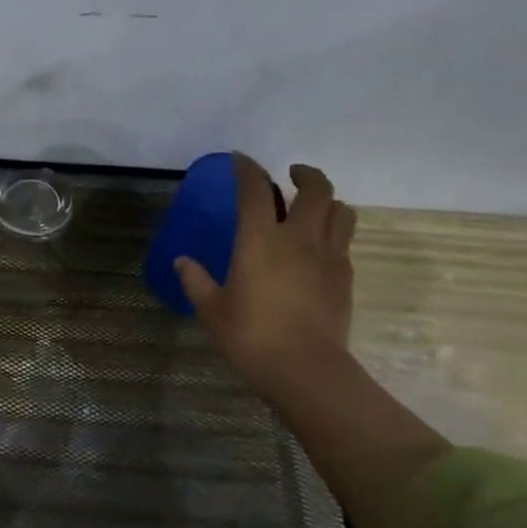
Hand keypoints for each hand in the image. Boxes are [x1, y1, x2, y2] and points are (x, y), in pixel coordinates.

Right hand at [175, 156, 355, 392]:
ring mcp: (328, 256)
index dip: (247, 169)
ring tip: (313, 207)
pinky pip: (344, 241)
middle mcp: (298, 238)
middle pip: (316, 189)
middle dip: (305, 174)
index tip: (240, 159)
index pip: (255, 189)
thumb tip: (181, 262)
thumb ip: (195, 280)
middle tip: (291, 175)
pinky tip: (318, 247)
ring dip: (328, 200)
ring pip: (341, 211)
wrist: (304, 368)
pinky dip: (333, 232)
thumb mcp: (211, 309)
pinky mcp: (345, 276)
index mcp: (260, 240)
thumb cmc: (250, 335)